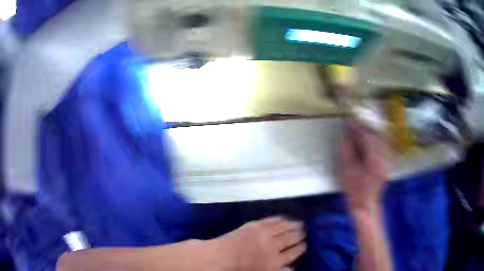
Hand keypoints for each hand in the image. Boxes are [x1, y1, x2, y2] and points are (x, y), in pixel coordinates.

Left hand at [208, 217, 306, 270]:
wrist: (217, 258)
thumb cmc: (238, 270)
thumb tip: (293, 267)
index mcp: (274, 263)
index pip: (294, 253)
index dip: (302, 247)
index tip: (306, 244)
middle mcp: (273, 248)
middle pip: (292, 239)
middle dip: (301, 235)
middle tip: (306, 232)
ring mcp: (264, 235)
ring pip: (285, 228)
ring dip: (295, 225)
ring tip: (301, 224)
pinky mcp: (255, 226)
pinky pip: (272, 221)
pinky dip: (281, 219)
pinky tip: (285, 218)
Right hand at [339, 120, 389, 209]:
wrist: (365, 204)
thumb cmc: (354, 190)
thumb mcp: (347, 170)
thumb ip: (347, 149)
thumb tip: (344, 133)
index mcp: (375, 160)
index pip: (367, 137)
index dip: (358, 127)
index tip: (350, 121)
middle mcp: (384, 158)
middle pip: (376, 135)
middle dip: (365, 127)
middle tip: (354, 124)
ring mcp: (388, 160)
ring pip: (381, 139)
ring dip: (371, 132)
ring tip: (360, 130)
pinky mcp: (388, 162)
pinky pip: (383, 145)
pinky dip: (376, 139)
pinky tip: (368, 139)